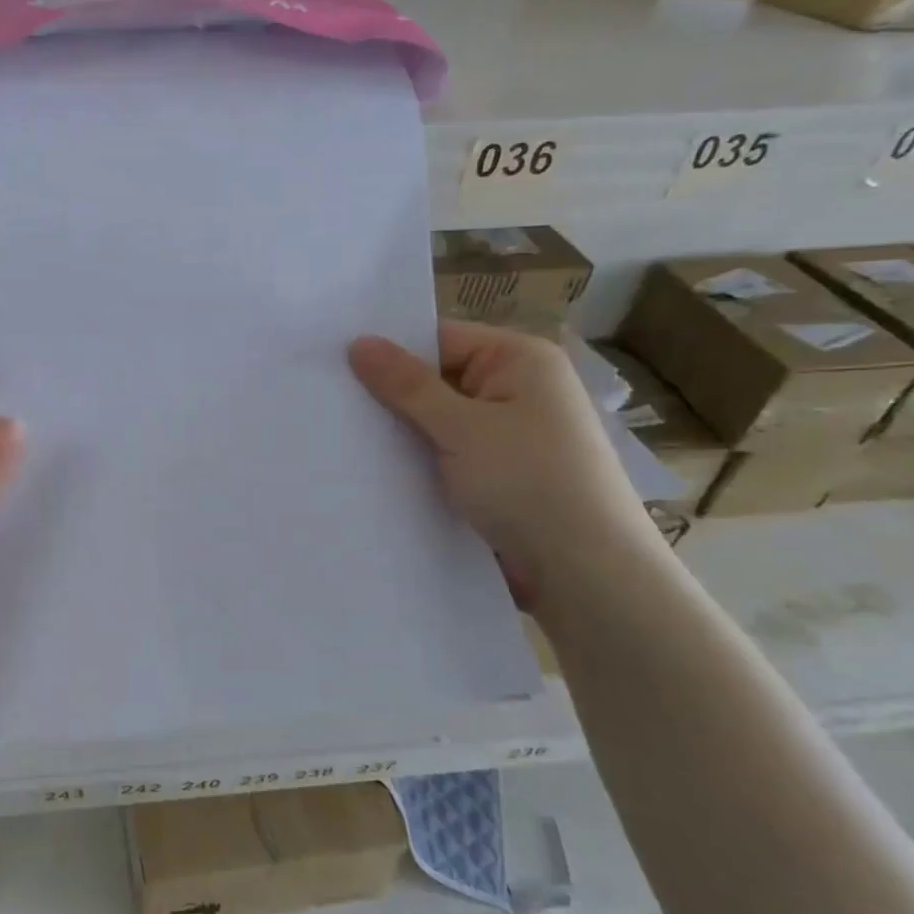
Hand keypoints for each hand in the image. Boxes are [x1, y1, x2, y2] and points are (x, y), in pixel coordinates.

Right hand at [348, 321, 660, 608]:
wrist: (586, 574)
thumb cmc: (529, 483)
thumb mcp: (461, 427)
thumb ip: (406, 385)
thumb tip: (358, 342)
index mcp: (520, 360)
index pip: (439, 339)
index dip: (390, 351)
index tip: (334, 364)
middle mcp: (518, 390)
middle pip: (436, 379)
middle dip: (390, 395)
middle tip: (327, 400)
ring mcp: (509, 434)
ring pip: (438, 421)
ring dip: (402, 432)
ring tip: (340, 435)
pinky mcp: (499, 473)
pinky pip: (447, 452)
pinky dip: (419, 458)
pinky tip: (375, 468)